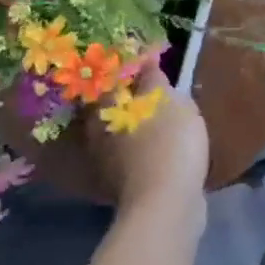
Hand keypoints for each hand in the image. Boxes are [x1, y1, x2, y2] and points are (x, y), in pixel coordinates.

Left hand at [87, 65, 208, 218]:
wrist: (167, 205)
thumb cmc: (167, 141)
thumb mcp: (166, 99)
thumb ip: (153, 77)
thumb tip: (144, 60)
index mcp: (103, 105)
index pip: (112, 75)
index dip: (131, 65)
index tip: (151, 58)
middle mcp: (97, 131)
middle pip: (116, 104)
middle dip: (134, 95)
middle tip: (160, 85)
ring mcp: (108, 160)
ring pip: (125, 130)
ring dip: (141, 122)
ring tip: (167, 113)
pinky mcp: (125, 183)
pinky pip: (136, 153)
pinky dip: (148, 145)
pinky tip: (166, 143)